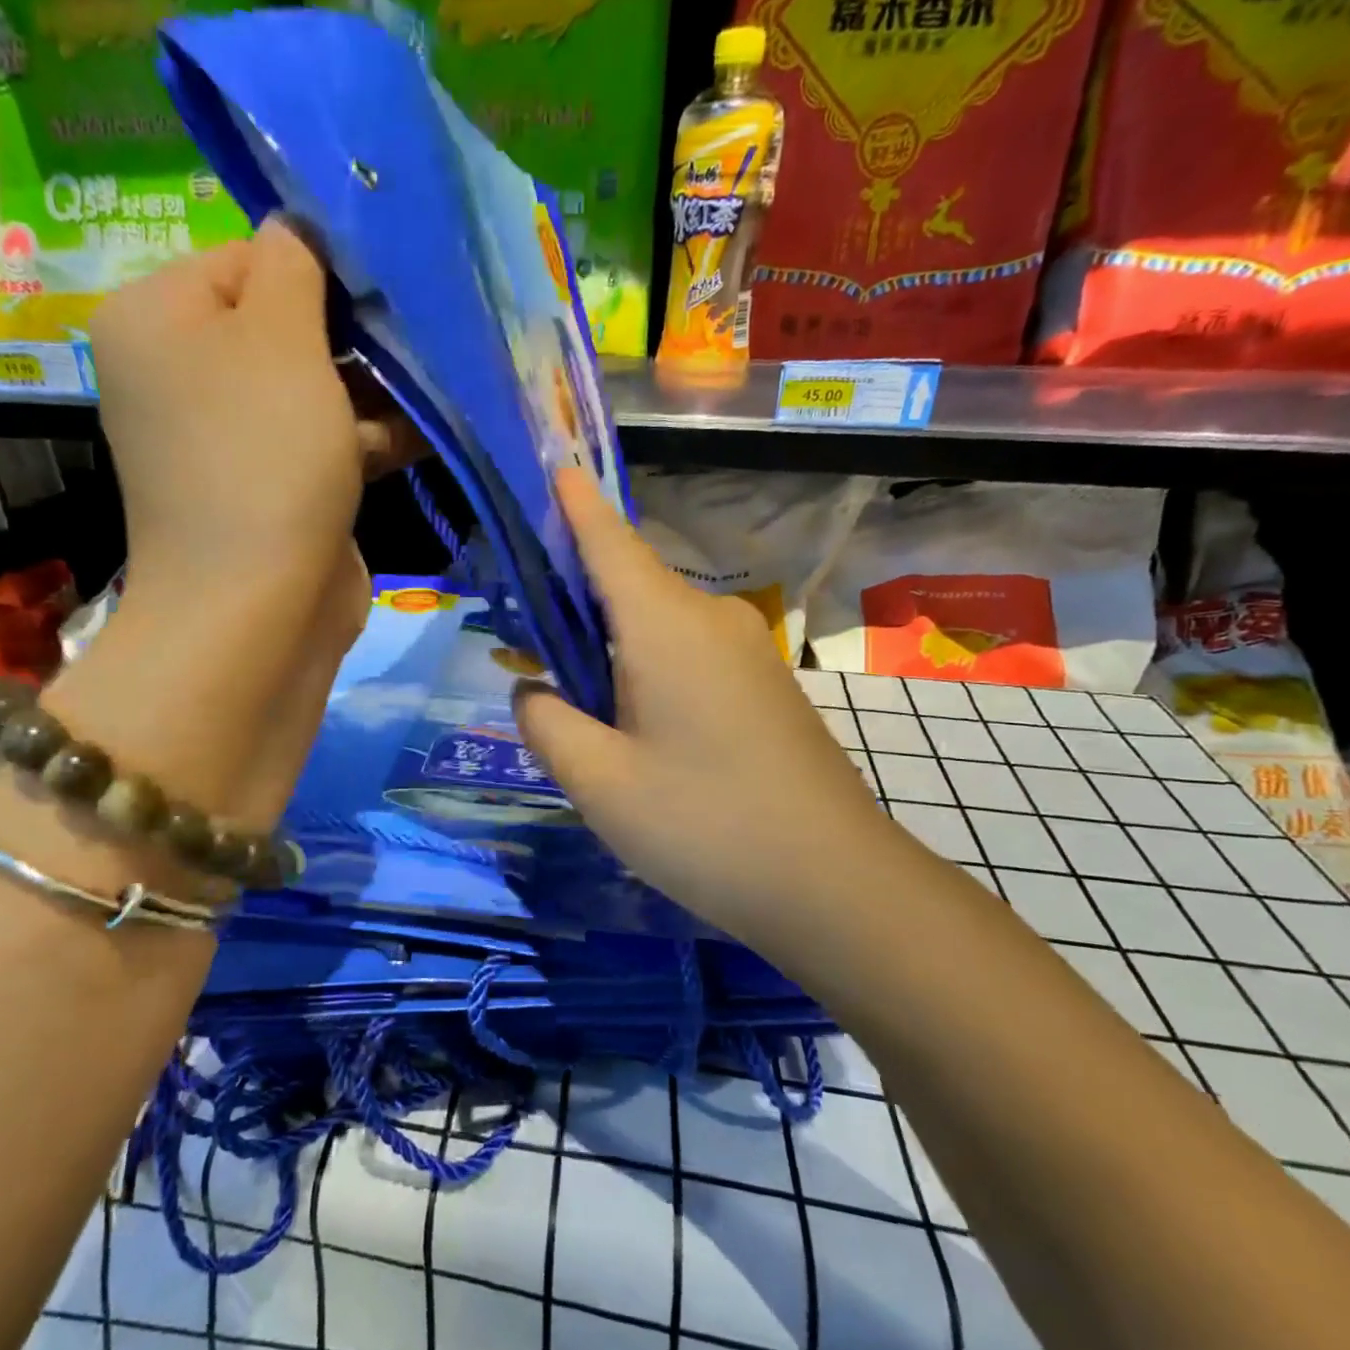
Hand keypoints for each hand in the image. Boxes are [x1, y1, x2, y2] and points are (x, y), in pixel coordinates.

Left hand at [89, 217, 415, 602]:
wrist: (258, 607)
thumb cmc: (262, 455)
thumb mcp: (279, 336)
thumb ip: (293, 264)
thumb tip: (301, 230)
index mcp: (158, 319)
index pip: (245, 257)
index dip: (319, 268)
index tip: (384, 287)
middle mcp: (182, 376)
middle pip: (281, 326)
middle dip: (354, 333)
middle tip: (417, 334)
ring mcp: (228, 440)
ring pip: (312, 390)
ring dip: (373, 388)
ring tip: (437, 380)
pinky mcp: (271, 490)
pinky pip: (323, 443)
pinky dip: (368, 436)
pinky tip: (427, 429)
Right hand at [513, 469, 899, 949]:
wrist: (834, 884)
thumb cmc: (704, 825)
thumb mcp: (598, 781)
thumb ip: (546, 723)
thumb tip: (532, 690)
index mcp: (665, 626)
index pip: (608, 541)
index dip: (574, 504)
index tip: (551, 464)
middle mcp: (710, 620)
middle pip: (626, 584)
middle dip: (569, 593)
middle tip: (515, 626)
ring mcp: (745, 653)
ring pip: (654, 625)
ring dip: (602, 640)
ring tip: (557, 681)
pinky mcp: (762, 688)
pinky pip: (685, 655)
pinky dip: (640, 667)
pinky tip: (622, 716)